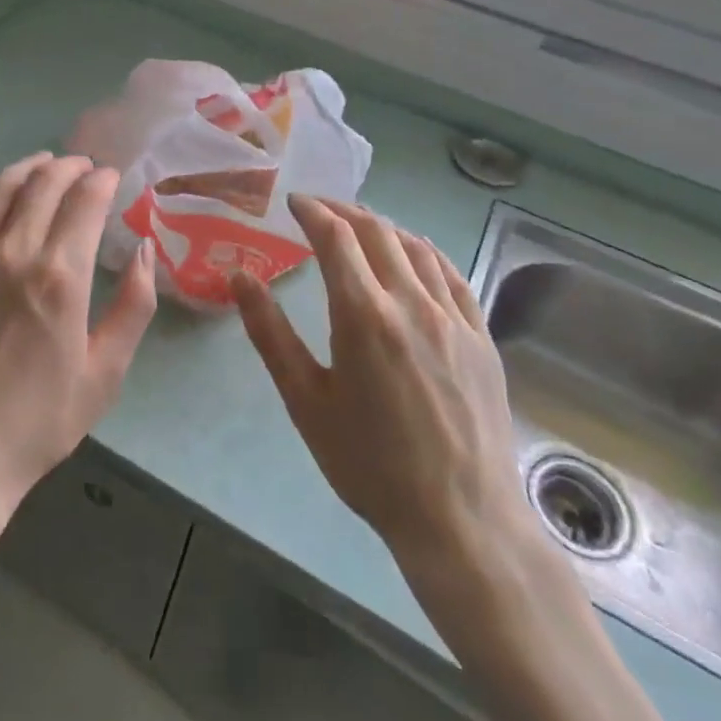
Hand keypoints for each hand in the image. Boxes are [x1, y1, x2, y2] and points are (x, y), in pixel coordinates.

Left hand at [0, 153, 156, 525]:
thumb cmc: (39, 420)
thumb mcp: (105, 373)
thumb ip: (133, 306)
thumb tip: (145, 251)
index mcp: (61, 275)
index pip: (85, 200)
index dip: (101, 180)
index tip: (111, 176)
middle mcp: (14, 251)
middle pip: (43, 183)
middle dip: (68, 165)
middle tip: (82, 165)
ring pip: (0, 188)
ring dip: (27, 168)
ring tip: (44, 164)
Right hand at [230, 196, 540, 605]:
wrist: (460, 518)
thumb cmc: (370, 463)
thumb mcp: (305, 400)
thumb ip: (270, 332)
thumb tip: (239, 276)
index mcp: (364, 315)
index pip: (336, 237)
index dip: (312, 211)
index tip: (293, 202)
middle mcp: (412, 302)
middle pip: (377, 232)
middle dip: (343, 211)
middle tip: (318, 209)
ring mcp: (454, 317)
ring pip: (416, 247)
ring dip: (383, 226)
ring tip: (359, 225)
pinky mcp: (481, 336)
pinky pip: (452, 274)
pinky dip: (425, 251)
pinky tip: (414, 254)